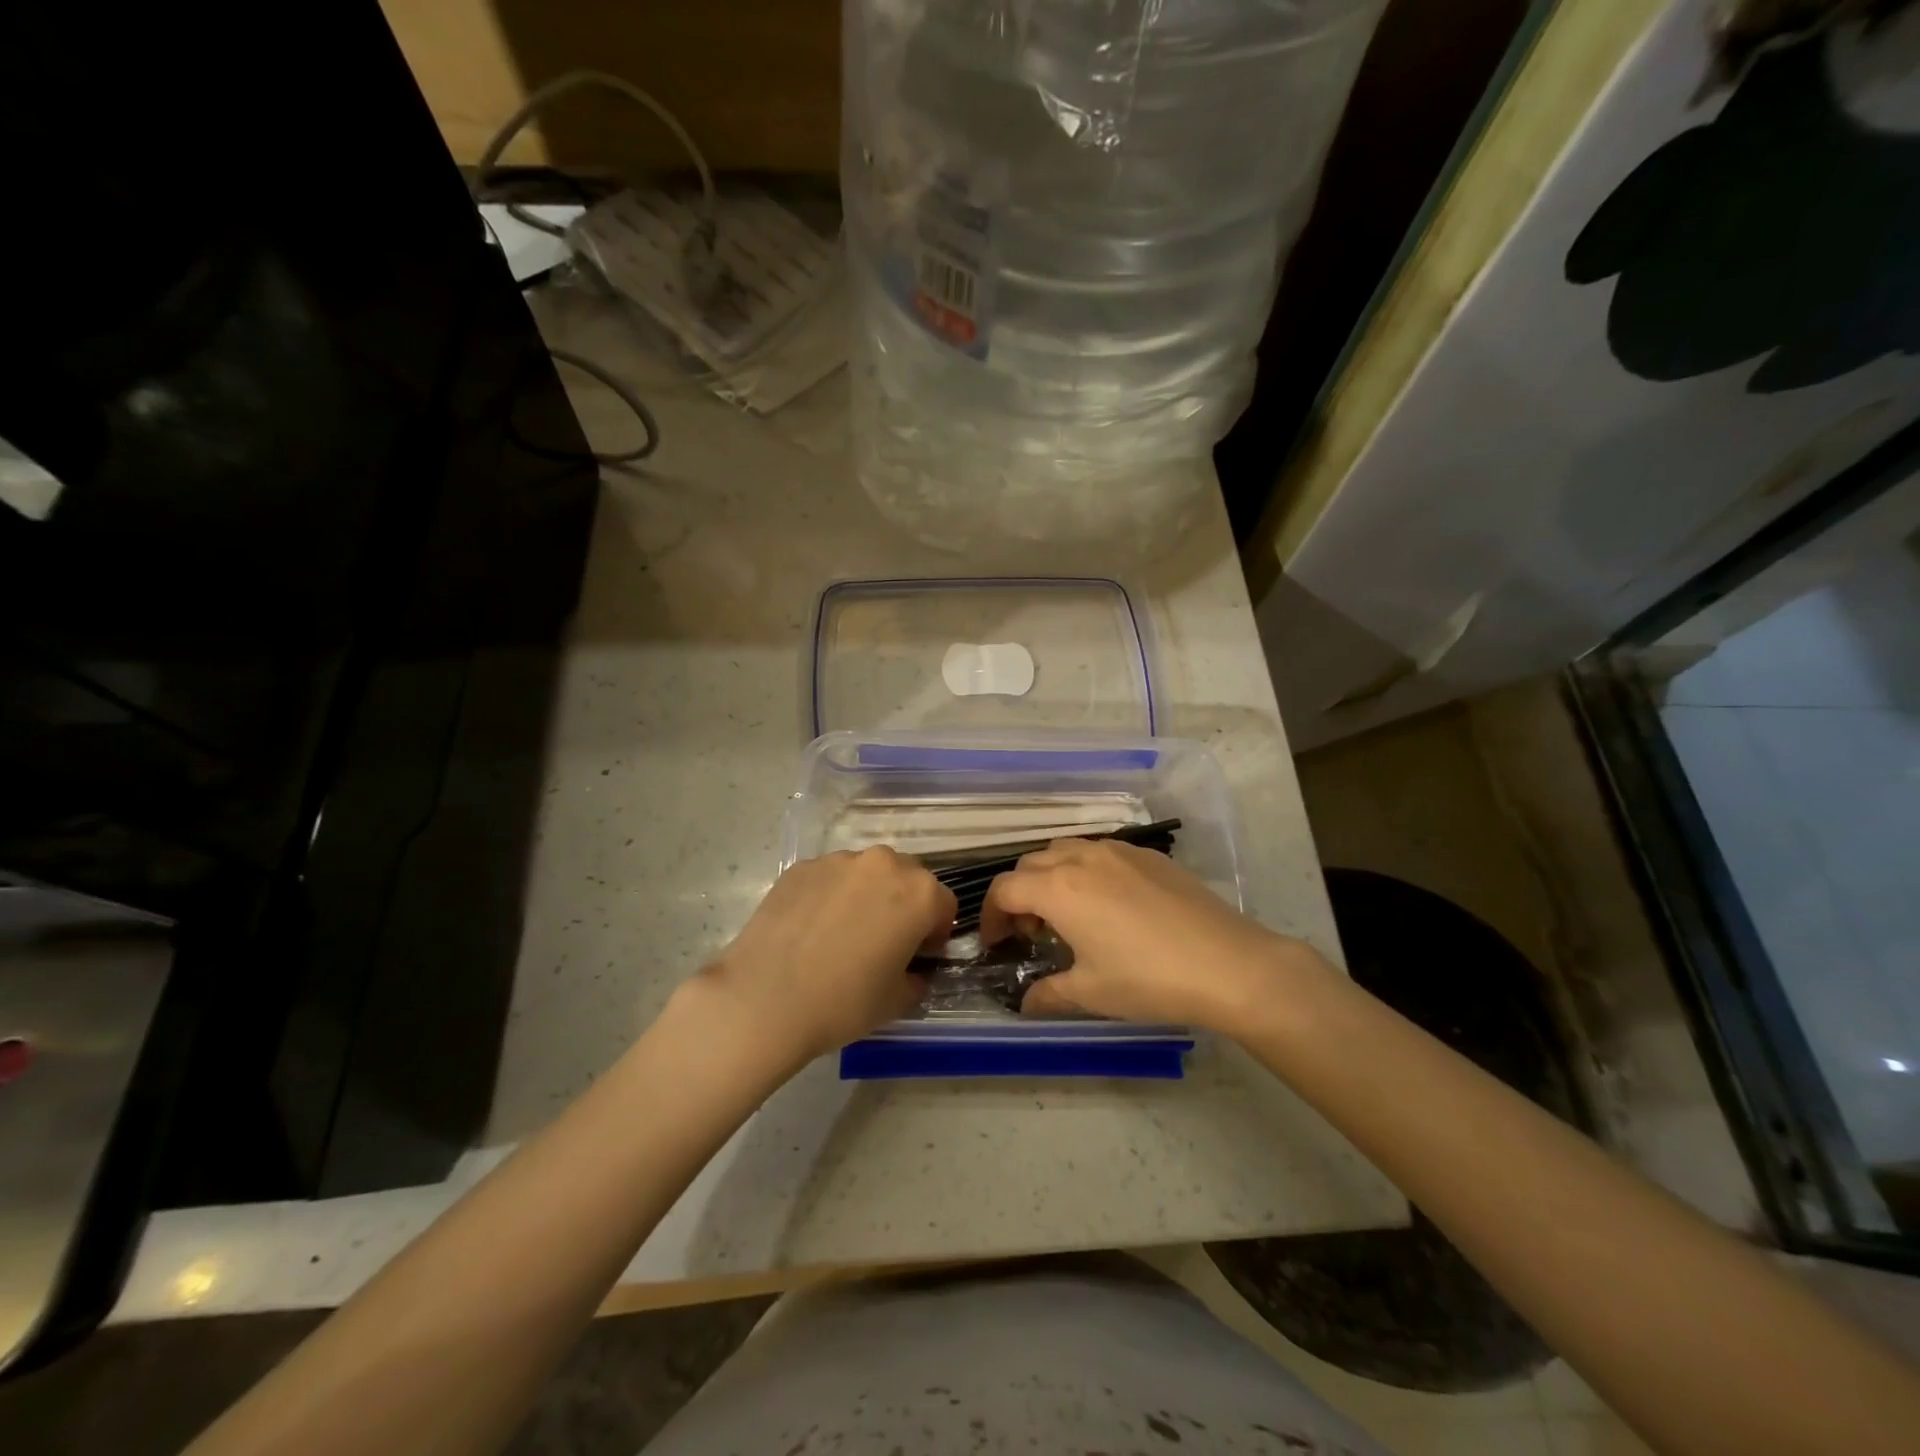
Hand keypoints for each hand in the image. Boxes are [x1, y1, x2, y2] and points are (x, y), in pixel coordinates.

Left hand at [696, 848, 954, 1064]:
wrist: (763, 999)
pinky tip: (811, 930)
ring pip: (866, 873)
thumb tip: (911, 972)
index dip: (935, 932)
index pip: (944, 904)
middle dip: (903, 904)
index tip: (918, 956)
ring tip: (842, 933)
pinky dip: (830, 896)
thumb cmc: (843, 1002)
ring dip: (866, 895)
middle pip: (907, 878)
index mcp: (918, 893)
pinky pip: (829, 878)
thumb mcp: (896, 1001)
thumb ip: (916, 978)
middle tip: (884, 941)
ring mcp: (838, 861)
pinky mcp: (801, 867)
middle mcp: (883, 864)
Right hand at [979, 838, 1329, 1031]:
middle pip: (1031, 864)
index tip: (997, 944)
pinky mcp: (1148, 855)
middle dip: (1020, 895)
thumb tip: (1026, 1004)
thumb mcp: (1091, 993)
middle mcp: (1082, 858)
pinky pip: (1100, 852)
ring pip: (1065, 850)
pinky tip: (1109, 906)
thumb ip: (1048, 994)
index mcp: (1059, 888)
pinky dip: (1085, 871)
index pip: (1004, 889)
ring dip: (1051, 877)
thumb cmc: (1148, 979)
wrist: (1228, 963)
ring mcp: (1118, 851)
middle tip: (1032, 934)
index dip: (991, 916)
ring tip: (1068, 915)